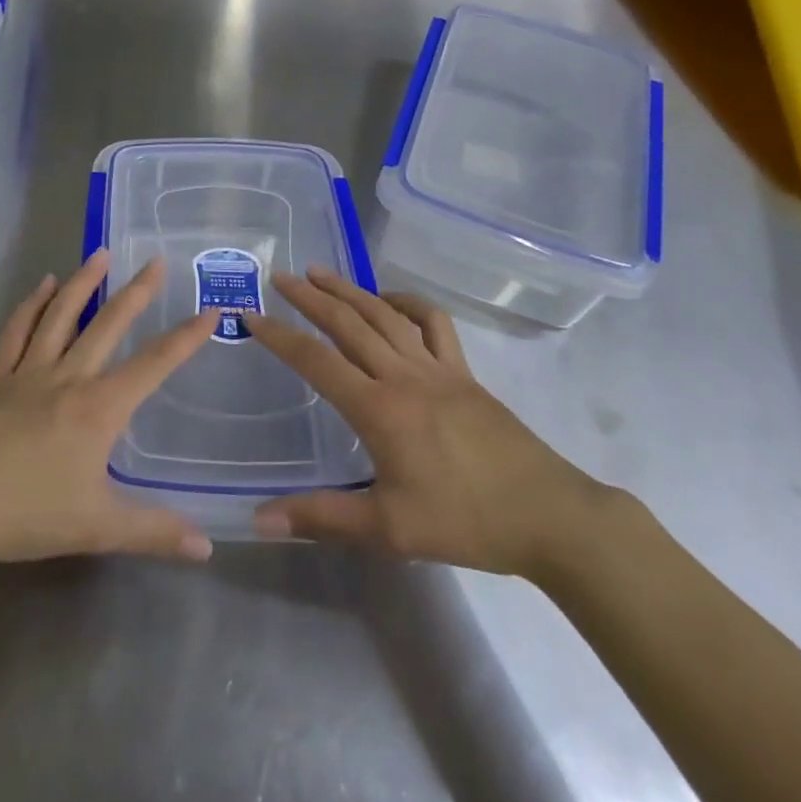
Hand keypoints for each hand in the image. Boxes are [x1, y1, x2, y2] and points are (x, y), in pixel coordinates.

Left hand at [0, 250, 216, 568]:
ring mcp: (26, 372)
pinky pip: (17, 331)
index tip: (209, 311)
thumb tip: (207, 547)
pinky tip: (42, 285)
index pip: (153, 365)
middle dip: (136, 292)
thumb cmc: (24, 514)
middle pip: (107, 325)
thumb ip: (153, 532)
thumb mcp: (96, 528)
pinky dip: (31, 304)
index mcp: (97, 408)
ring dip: (83, 282)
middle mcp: (66, 377)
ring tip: (101, 254)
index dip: (185, 338)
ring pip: (61, 315)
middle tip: (156, 260)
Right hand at [245, 268, 612, 580]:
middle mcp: (403, 375)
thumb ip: (323, 518)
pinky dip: (408, 303)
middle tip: (280, 277)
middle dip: (310, 297)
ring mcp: (437, 368)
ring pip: (385, 315)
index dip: (279, 336)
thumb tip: (259, 518)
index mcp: (378, 408)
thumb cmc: (465, 521)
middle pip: (348, 323)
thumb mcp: (390, 529)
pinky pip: (433, 324)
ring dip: (350, 290)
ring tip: (321, 273)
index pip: (316, 361)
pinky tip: (390, 300)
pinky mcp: (464, 372)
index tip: (251, 315)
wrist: (549, 515)